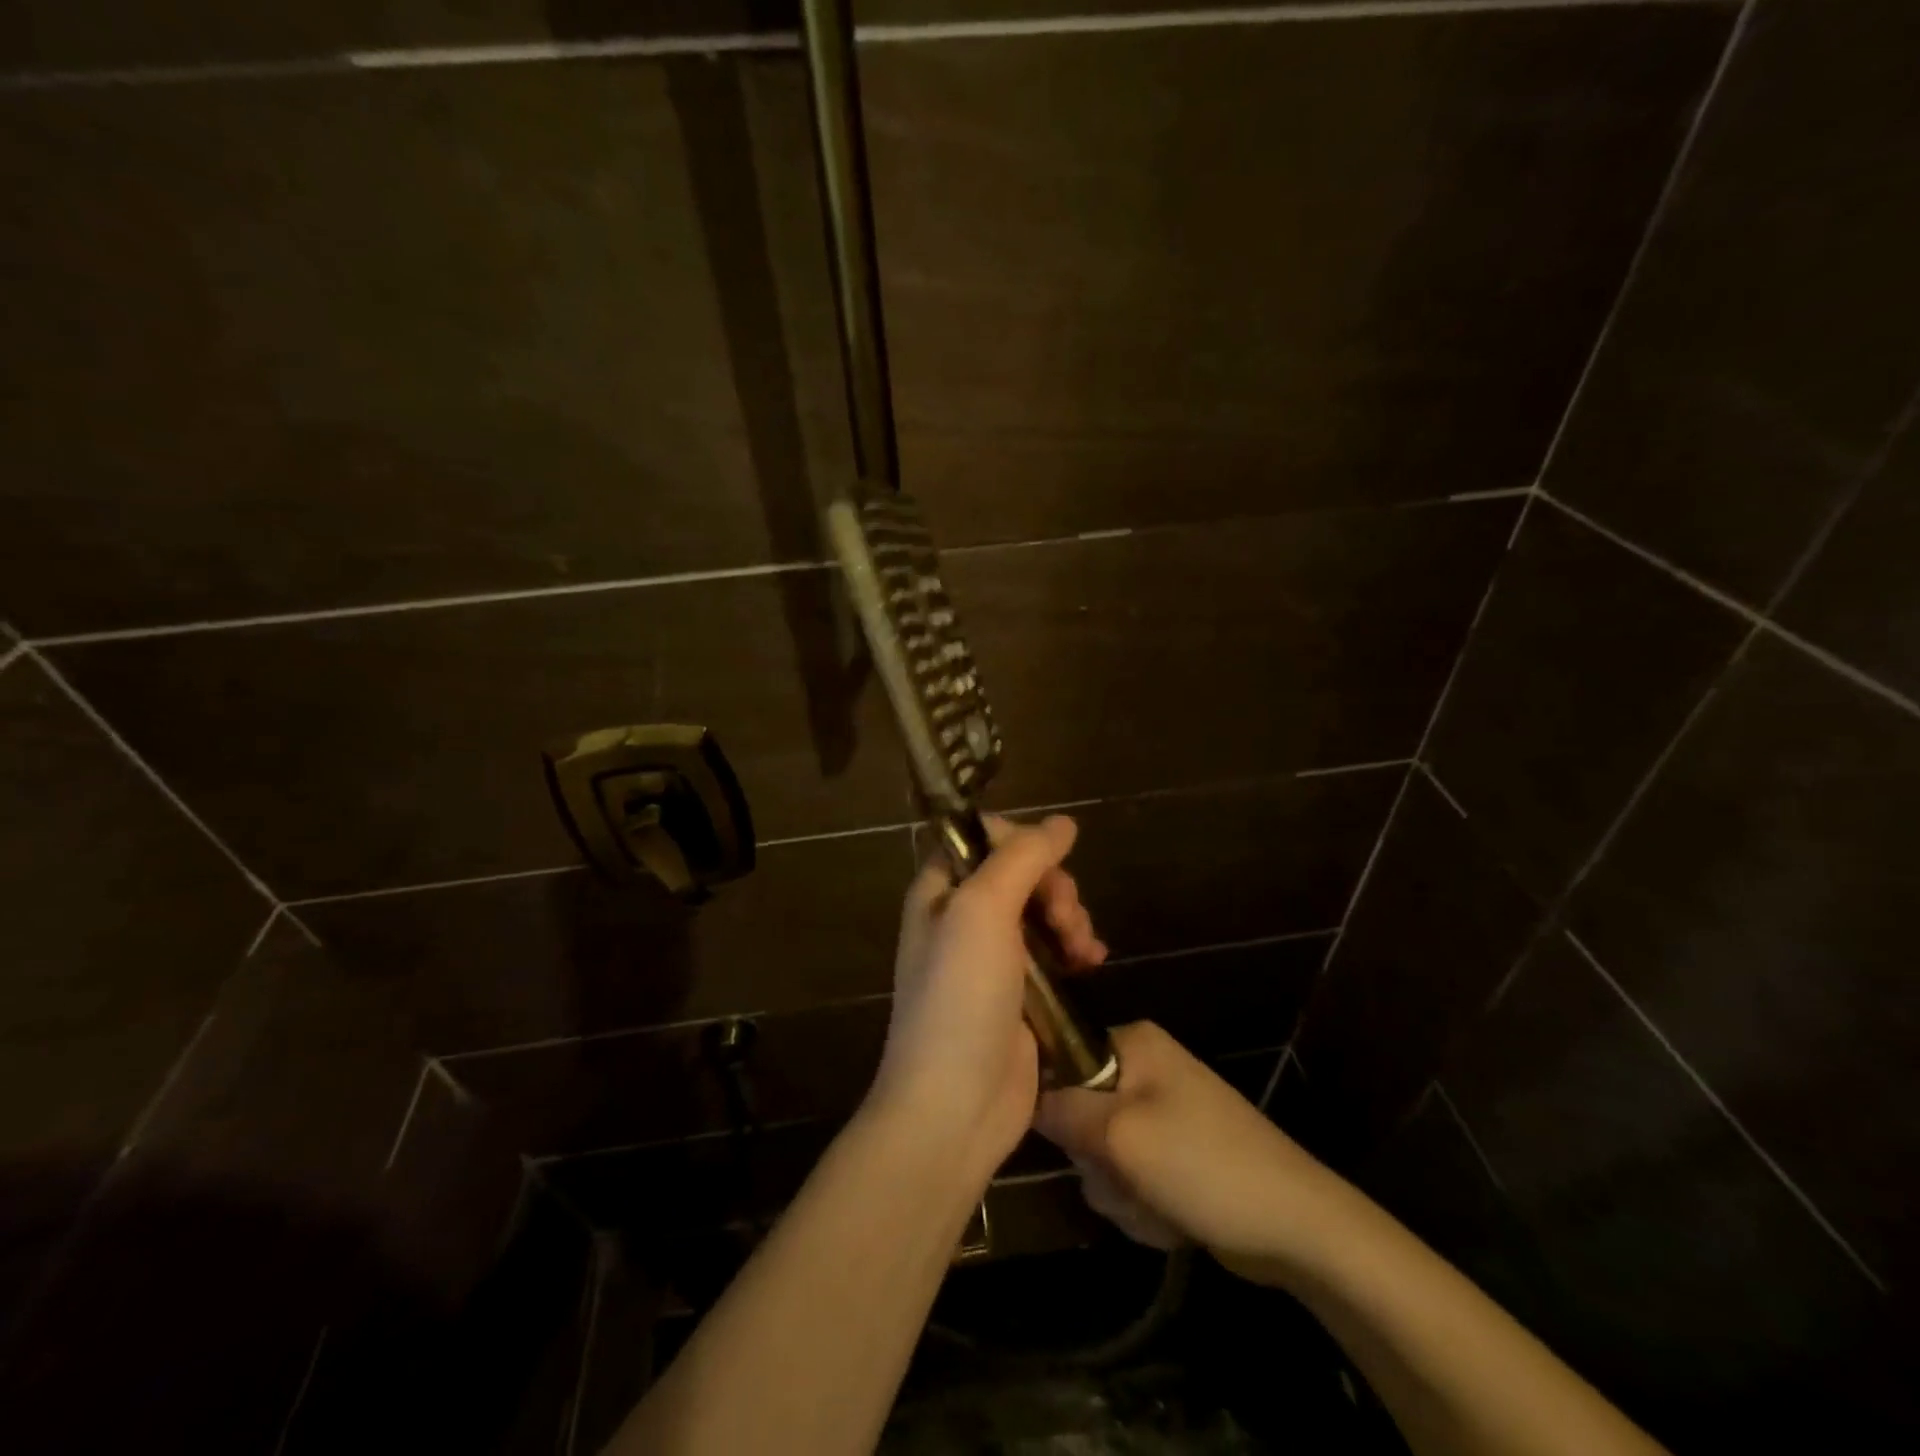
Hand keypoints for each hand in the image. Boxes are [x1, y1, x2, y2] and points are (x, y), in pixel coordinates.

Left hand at [867, 815, 1107, 1183]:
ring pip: (1042, 911)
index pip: (980, 838)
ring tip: (1084, 951)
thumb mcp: (982, 911)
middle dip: (1054, 887)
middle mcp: (962, 918)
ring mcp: (993, 957)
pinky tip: (1093, 963)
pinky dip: (1075, 949)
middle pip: (1020, 873)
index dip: (1018, 840)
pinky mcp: (1021, 994)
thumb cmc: (959, 998)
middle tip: (1065, 918)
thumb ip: (1021, 858)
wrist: (955, 1106)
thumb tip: (1062, 822)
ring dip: (1070, 919)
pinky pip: (1054, 952)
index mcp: (940, 892)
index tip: (1046, 861)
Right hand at [1036, 1022, 1342, 1272]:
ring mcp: (1162, 1114)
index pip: (1061, 1057)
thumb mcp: (1120, 1135)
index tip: (1069, 1139)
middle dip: (1098, 1162)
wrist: (1295, 1226)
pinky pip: (1132, 1178)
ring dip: (1121, 1191)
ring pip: (1104, 1155)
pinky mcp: (1175, 1156)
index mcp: (1133, 1043)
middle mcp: (1145, 1068)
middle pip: (1080, 1114)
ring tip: (1156, 1203)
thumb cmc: (1202, 1164)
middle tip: (1125, 1178)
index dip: (1055, 1102)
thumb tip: (1019, 1093)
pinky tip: (1173, 1219)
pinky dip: (1144, 1205)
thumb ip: (1061, 1111)